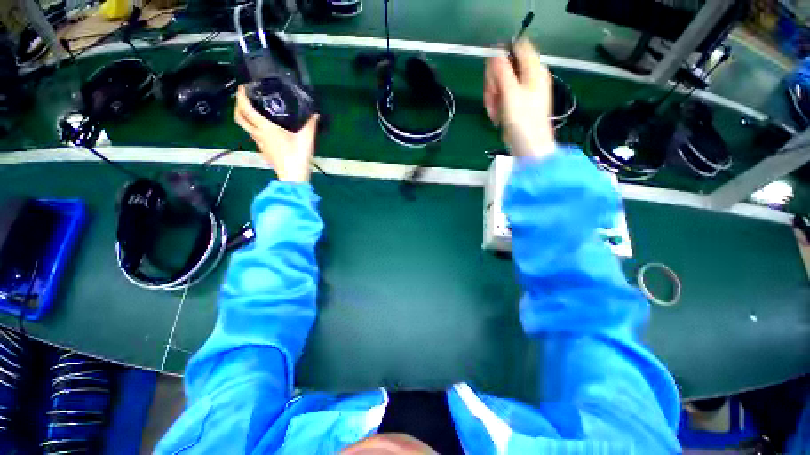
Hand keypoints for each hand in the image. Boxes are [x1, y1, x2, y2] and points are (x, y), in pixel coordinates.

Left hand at [234, 86, 318, 182]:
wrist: (293, 176)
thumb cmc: (297, 155)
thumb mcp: (306, 138)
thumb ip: (310, 124)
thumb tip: (315, 113)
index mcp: (265, 128)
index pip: (246, 109)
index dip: (241, 96)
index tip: (242, 87)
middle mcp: (258, 134)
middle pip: (239, 118)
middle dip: (238, 106)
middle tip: (244, 98)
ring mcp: (260, 144)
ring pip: (246, 127)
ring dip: (245, 117)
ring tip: (255, 111)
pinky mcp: (264, 151)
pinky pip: (254, 135)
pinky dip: (254, 127)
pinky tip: (265, 128)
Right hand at [484, 39, 555, 158]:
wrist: (528, 147)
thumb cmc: (523, 122)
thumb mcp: (511, 94)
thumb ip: (502, 71)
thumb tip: (495, 53)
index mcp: (533, 70)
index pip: (517, 46)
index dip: (501, 55)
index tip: (492, 72)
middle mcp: (529, 77)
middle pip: (505, 66)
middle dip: (493, 82)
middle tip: (493, 97)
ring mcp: (522, 92)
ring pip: (500, 83)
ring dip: (492, 97)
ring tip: (495, 111)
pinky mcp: (515, 104)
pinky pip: (501, 97)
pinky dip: (496, 106)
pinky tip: (497, 116)